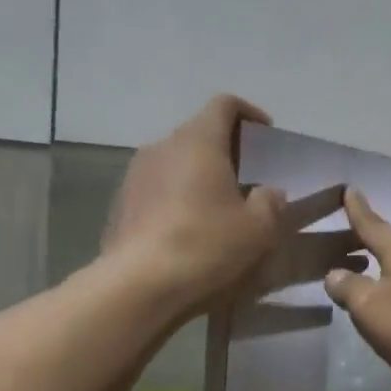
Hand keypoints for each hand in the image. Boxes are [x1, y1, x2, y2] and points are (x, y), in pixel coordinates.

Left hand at [102, 96, 286, 316]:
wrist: (139, 285)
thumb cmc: (205, 246)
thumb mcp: (257, 229)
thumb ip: (270, 203)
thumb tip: (270, 192)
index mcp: (199, 141)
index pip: (224, 105)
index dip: (249, 113)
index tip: (265, 135)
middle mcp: (162, 147)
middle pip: (198, 134)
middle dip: (225, 150)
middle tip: (248, 178)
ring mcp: (135, 175)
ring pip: (175, 163)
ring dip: (198, 176)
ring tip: (217, 208)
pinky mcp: (120, 205)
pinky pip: (156, 190)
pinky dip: (176, 199)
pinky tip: (188, 231)